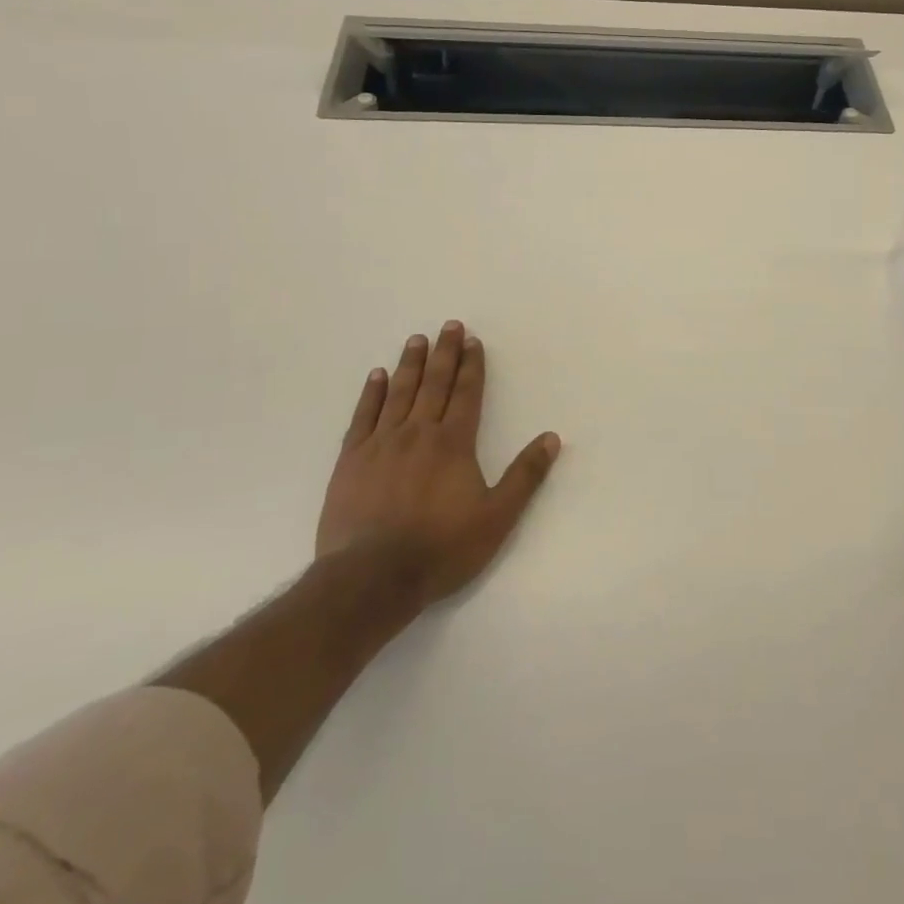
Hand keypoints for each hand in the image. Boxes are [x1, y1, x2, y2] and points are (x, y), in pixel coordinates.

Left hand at [317, 321, 560, 606]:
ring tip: (417, 340)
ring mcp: (381, 444)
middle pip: (434, 384)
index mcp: (454, 444)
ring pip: (399, 393)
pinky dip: (372, 393)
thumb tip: (552, 438)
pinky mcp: (351, 460)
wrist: (372, 577)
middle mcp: (418, 433)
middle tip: (448, 325)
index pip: (466, 394)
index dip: (472, 366)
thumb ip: (525, 476)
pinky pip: (363, 416)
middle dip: (444, 353)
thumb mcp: (497, 518)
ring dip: (410, 364)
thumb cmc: (441, 548)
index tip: (472, 341)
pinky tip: (377, 376)